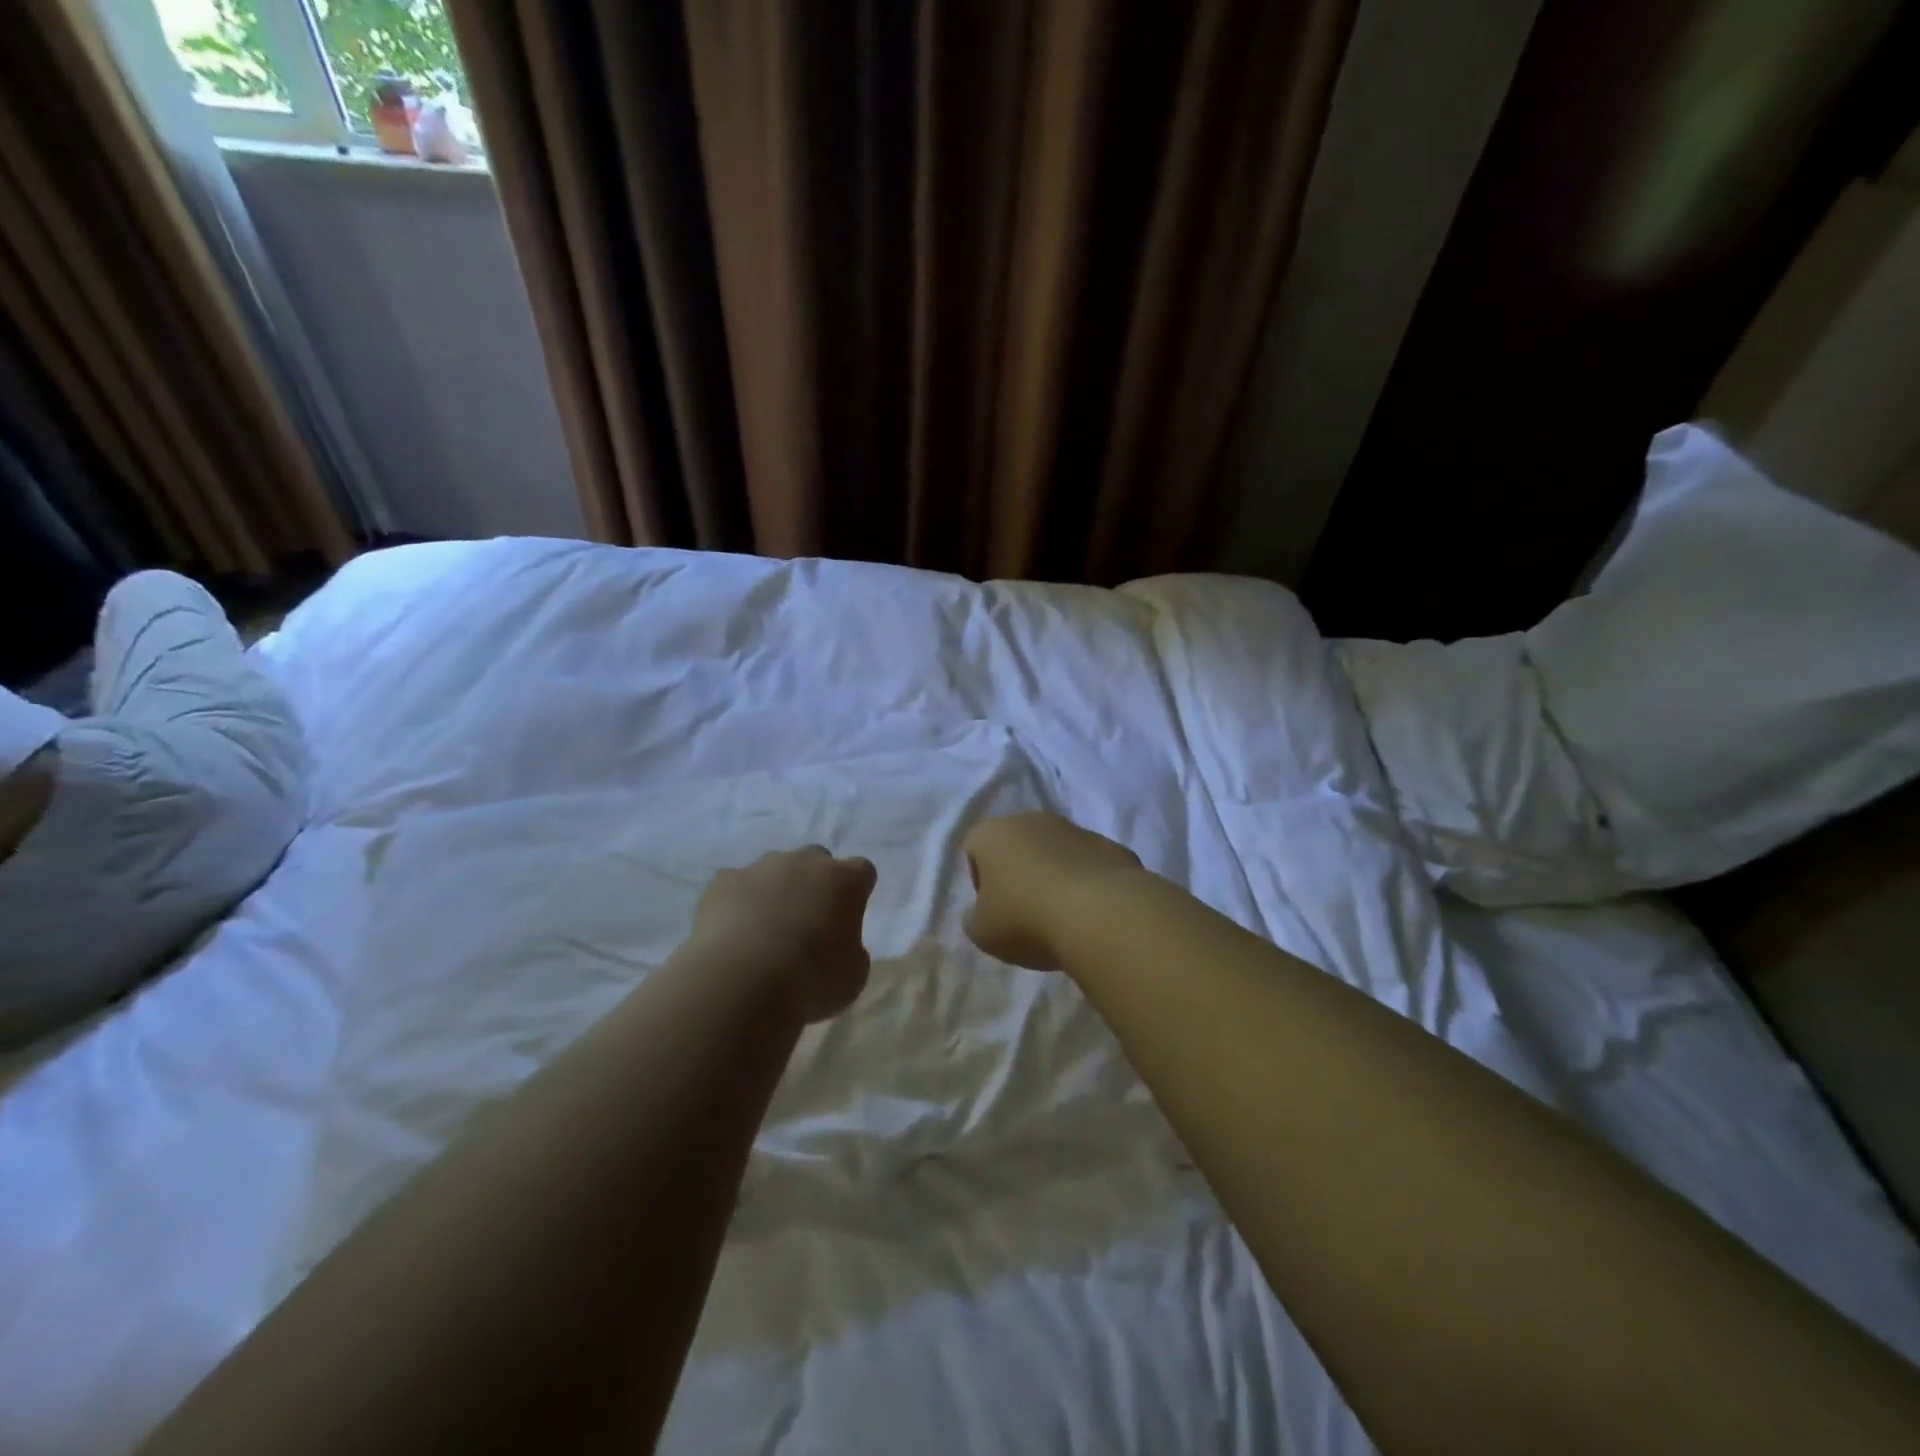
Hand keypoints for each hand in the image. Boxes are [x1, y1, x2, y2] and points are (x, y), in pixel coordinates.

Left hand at [688, 847, 877, 1022]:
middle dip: (815, 883)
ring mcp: (762, 867)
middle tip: (809, 921)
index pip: (862, 871)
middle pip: (817, 859)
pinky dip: (739, 902)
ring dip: (776, 890)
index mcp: (845, 881)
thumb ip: (852, 950)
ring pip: (775, 868)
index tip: (848, 917)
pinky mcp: (724, 880)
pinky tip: (734, 933)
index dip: (856, 892)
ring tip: (766, 930)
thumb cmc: (812, 979)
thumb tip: (838, 945)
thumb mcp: (853, 974)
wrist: (742, 980)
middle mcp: (806, 862)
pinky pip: (737, 885)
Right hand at [962, 812, 1142, 970]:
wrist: (1100, 914)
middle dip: (1019, 871)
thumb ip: (974, 918)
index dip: (979, 879)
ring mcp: (1075, 829)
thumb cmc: (1026, 919)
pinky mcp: (1110, 846)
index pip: (974, 847)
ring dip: (1054, 873)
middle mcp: (1032, 820)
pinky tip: (1091, 912)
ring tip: (1062, 915)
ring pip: (1056, 850)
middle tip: (1025, 911)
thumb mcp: (982, 932)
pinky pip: (1089, 863)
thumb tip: (982, 912)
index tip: (992, 908)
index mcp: (993, 834)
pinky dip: (1087, 881)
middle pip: (1017, 843)